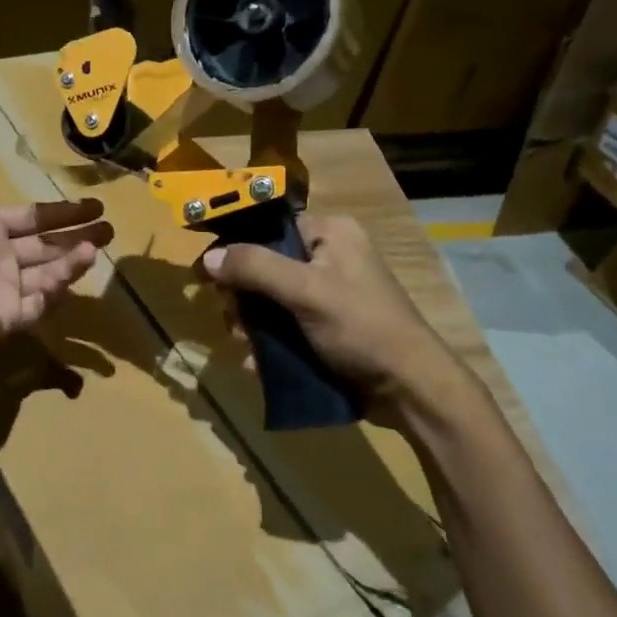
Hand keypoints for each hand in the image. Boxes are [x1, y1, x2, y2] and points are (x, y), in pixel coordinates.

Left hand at [0, 125, 112, 356]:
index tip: (94, 206)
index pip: (33, 217)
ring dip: (72, 261)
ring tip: (96, 250)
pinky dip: (56, 293)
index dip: (63, 212)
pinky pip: (39, 305)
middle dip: (79, 237)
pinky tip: (72, 279)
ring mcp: (5, 290)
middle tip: (110, 231)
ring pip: (48, 273)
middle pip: (47, 245)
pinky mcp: (10, 318)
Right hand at [201, 212, 464, 421]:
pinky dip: (268, 345)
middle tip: (235, 322)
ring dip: (252, 327)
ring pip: (270, 302)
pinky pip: (284, 328)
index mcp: (330, 233)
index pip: (270, 227)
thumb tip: (208, 257)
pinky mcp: (327, 328)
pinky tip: (257, 365)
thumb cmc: (362, 328)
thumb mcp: (306, 291)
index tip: (208, 276)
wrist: (409, 388)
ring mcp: (328, 296)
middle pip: (264, 267)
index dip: (236, 248)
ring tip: (247, 348)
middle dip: (243, 298)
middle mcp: (329, 257)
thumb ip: (255, 269)